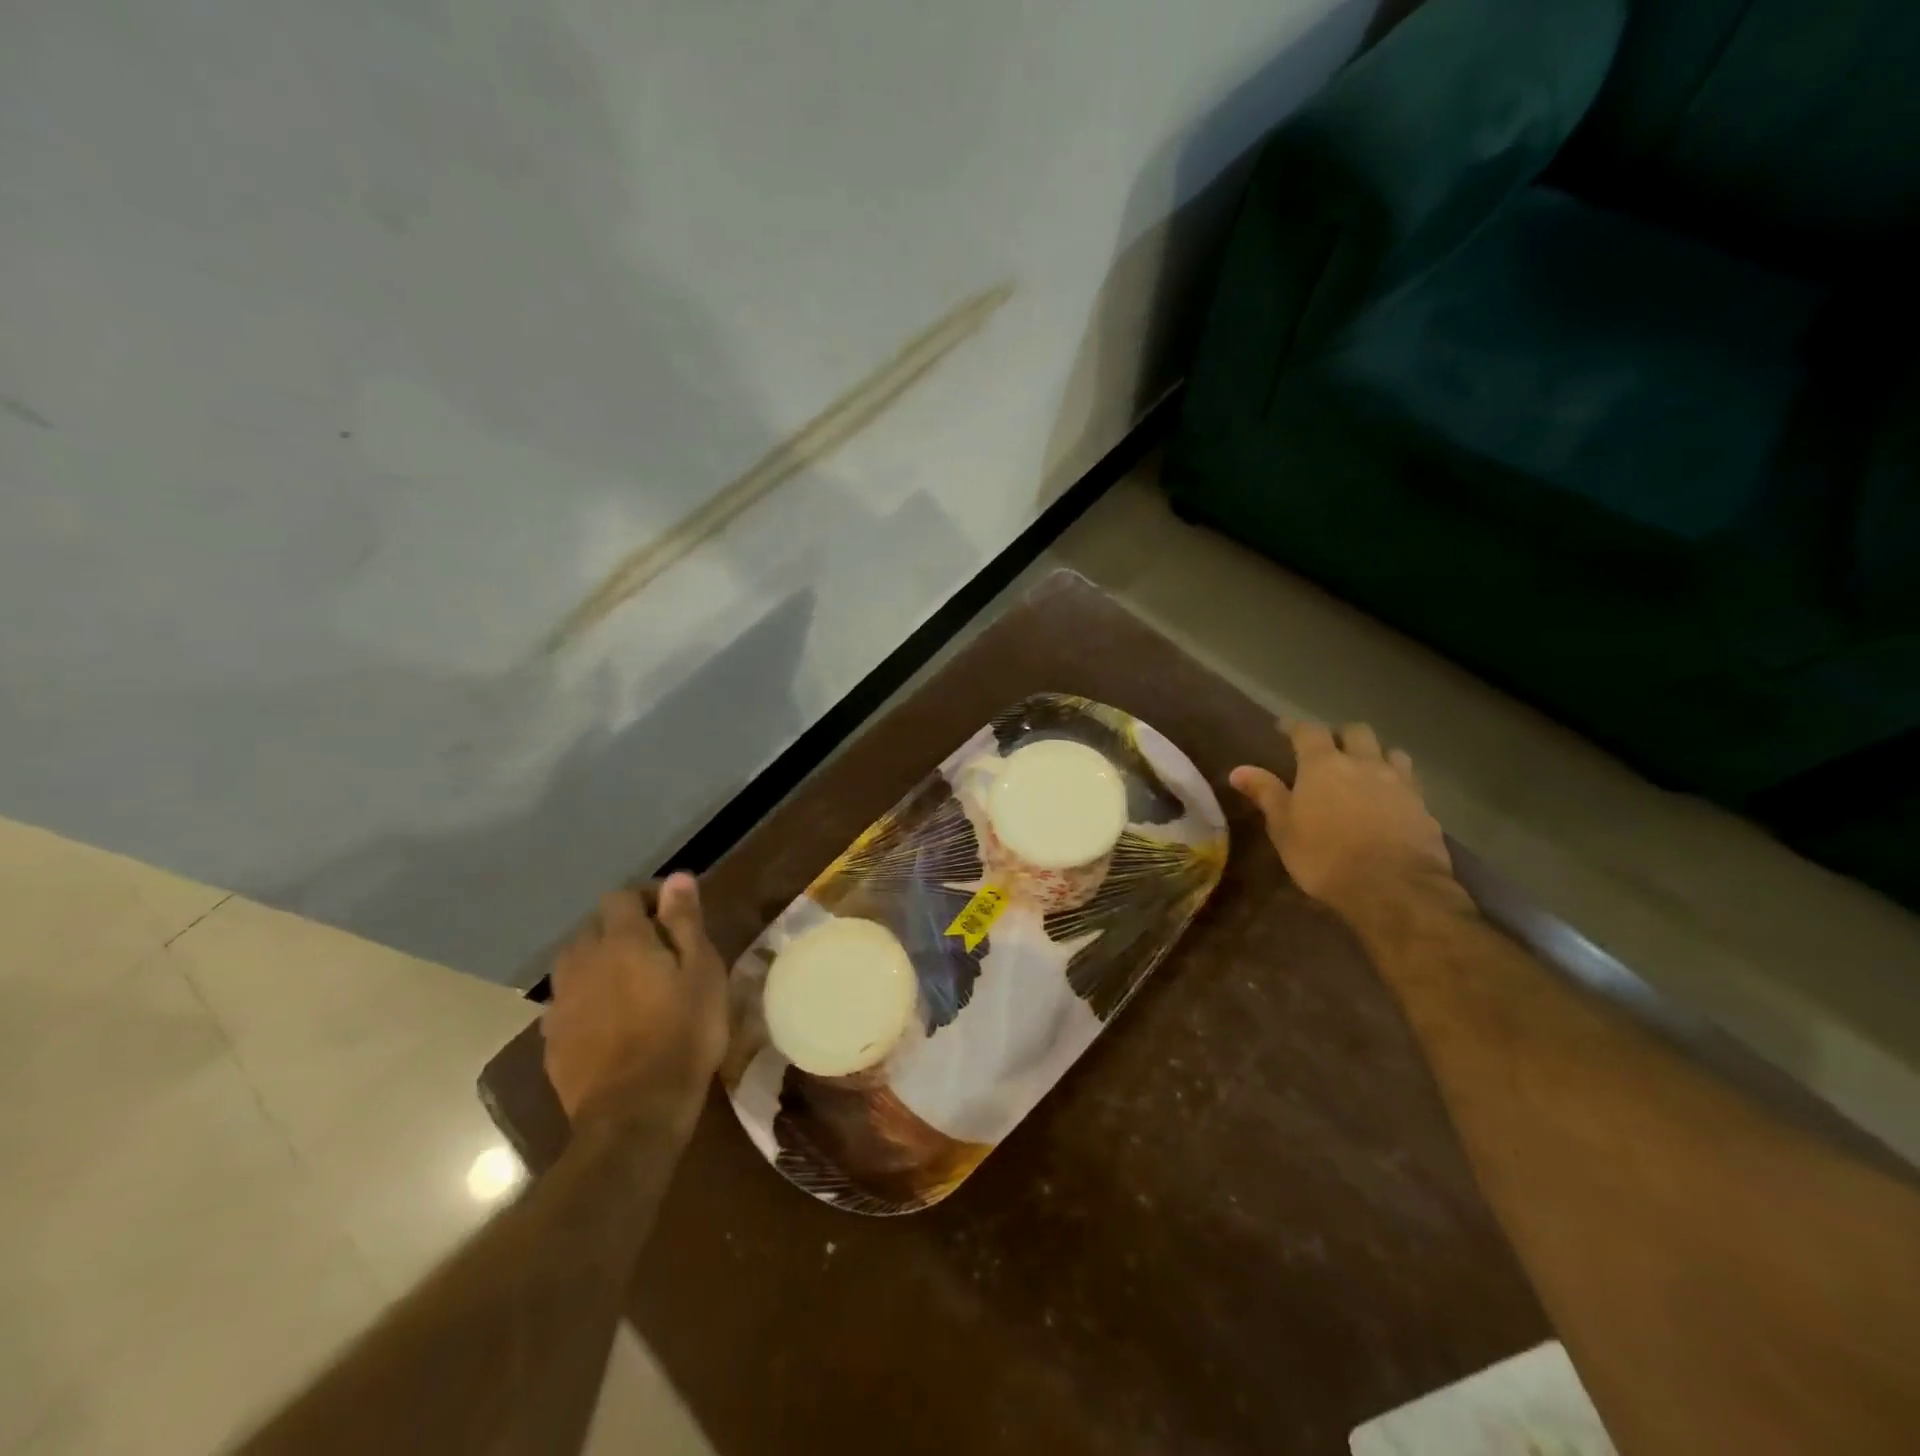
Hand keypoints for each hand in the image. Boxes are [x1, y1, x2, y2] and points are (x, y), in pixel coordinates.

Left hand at [541, 874, 727, 1125]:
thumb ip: (685, 922)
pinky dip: (587, 997)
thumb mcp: (702, 972)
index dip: (647, 897)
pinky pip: (567, 1000)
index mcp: (621, 940)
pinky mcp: (552, 1038)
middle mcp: (582, 961)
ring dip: (599, 961)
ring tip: (629, 982)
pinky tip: (609, 1018)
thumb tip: (678, 877)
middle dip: (621, 928)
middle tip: (657, 949)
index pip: (622, 896)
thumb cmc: (683, 1035)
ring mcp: (561, 1001)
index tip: (673, 914)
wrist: (634, 1113)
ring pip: (575, 962)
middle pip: (593, 926)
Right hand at [1230, 719, 1459, 917]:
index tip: (1284, 729)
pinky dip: (1396, 782)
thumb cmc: (1324, 856)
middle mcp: (1363, 763)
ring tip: (1365, 771)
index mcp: (1323, 764)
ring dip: (1375, 754)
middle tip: (1329, 750)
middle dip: (1341, 735)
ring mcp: (1398, 782)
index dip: (1295, 727)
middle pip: (1356, 731)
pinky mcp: (1423, 805)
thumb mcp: (1283, 828)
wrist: (1393, 888)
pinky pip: (1409, 781)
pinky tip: (1389, 799)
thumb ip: (1265, 793)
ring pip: (1390, 751)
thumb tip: (1238, 770)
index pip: (1308, 731)